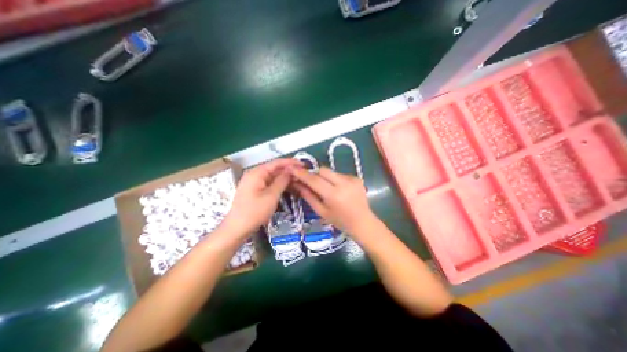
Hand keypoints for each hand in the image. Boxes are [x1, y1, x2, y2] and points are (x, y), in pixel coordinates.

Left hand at [222, 158, 300, 235]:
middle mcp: (255, 174)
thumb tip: (291, 170)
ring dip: (285, 178)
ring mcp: (254, 182)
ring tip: (298, 180)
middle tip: (303, 174)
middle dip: (289, 171)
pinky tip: (288, 187)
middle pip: (274, 169)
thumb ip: (282, 181)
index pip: (276, 163)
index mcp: (257, 173)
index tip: (303, 165)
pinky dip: (279, 184)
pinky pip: (269, 183)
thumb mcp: (271, 196)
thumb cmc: (254, 212)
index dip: (291, 162)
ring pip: (273, 177)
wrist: (237, 228)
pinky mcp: (255, 190)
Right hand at [290, 165, 372, 235]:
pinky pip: (339, 174)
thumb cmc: (340, 221)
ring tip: (328, 189)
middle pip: (323, 170)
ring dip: (325, 177)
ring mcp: (352, 179)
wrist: (363, 222)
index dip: (302, 174)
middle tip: (313, 184)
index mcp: (334, 195)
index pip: (314, 180)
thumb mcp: (321, 211)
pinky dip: (335, 179)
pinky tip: (339, 189)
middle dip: (315, 175)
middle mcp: (344, 183)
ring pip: (331, 171)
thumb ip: (308, 196)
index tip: (292, 168)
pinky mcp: (356, 177)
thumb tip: (297, 183)